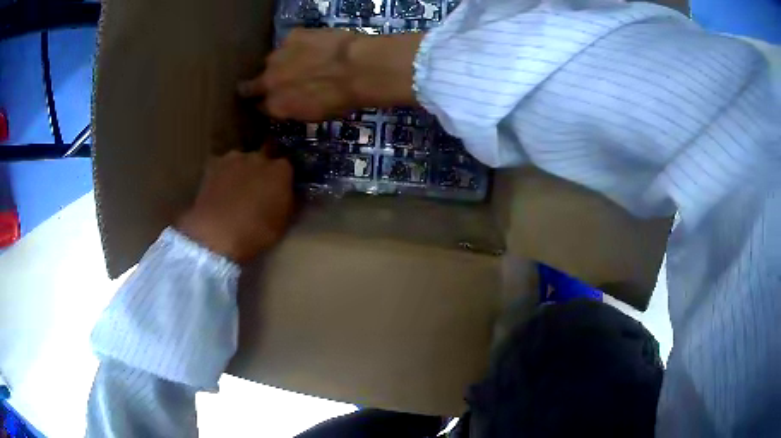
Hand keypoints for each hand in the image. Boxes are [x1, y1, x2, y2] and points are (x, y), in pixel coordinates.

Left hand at [177, 149, 293, 262]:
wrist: (216, 234)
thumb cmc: (256, 232)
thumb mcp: (283, 222)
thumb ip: (289, 201)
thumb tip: (291, 192)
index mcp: (281, 170)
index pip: (287, 167)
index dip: (283, 179)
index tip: (280, 190)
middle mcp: (259, 157)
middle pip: (264, 159)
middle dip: (262, 172)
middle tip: (257, 191)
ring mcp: (233, 158)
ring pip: (242, 162)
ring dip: (241, 172)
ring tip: (235, 192)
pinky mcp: (212, 165)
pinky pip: (223, 168)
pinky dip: (223, 176)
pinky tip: (220, 192)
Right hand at [238, 29, 421, 120]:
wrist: (358, 68)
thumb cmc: (343, 99)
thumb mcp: (316, 114)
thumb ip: (295, 107)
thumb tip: (292, 102)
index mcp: (277, 106)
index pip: (261, 106)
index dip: (266, 102)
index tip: (271, 99)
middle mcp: (269, 82)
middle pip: (252, 85)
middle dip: (256, 85)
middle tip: (271, 81)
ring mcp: (278, 56)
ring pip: (272, 60)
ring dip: (282, 62)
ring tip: (302, 59)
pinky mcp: (292, 36)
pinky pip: (291, 41)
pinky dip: (300, 43)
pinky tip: (315, 44)